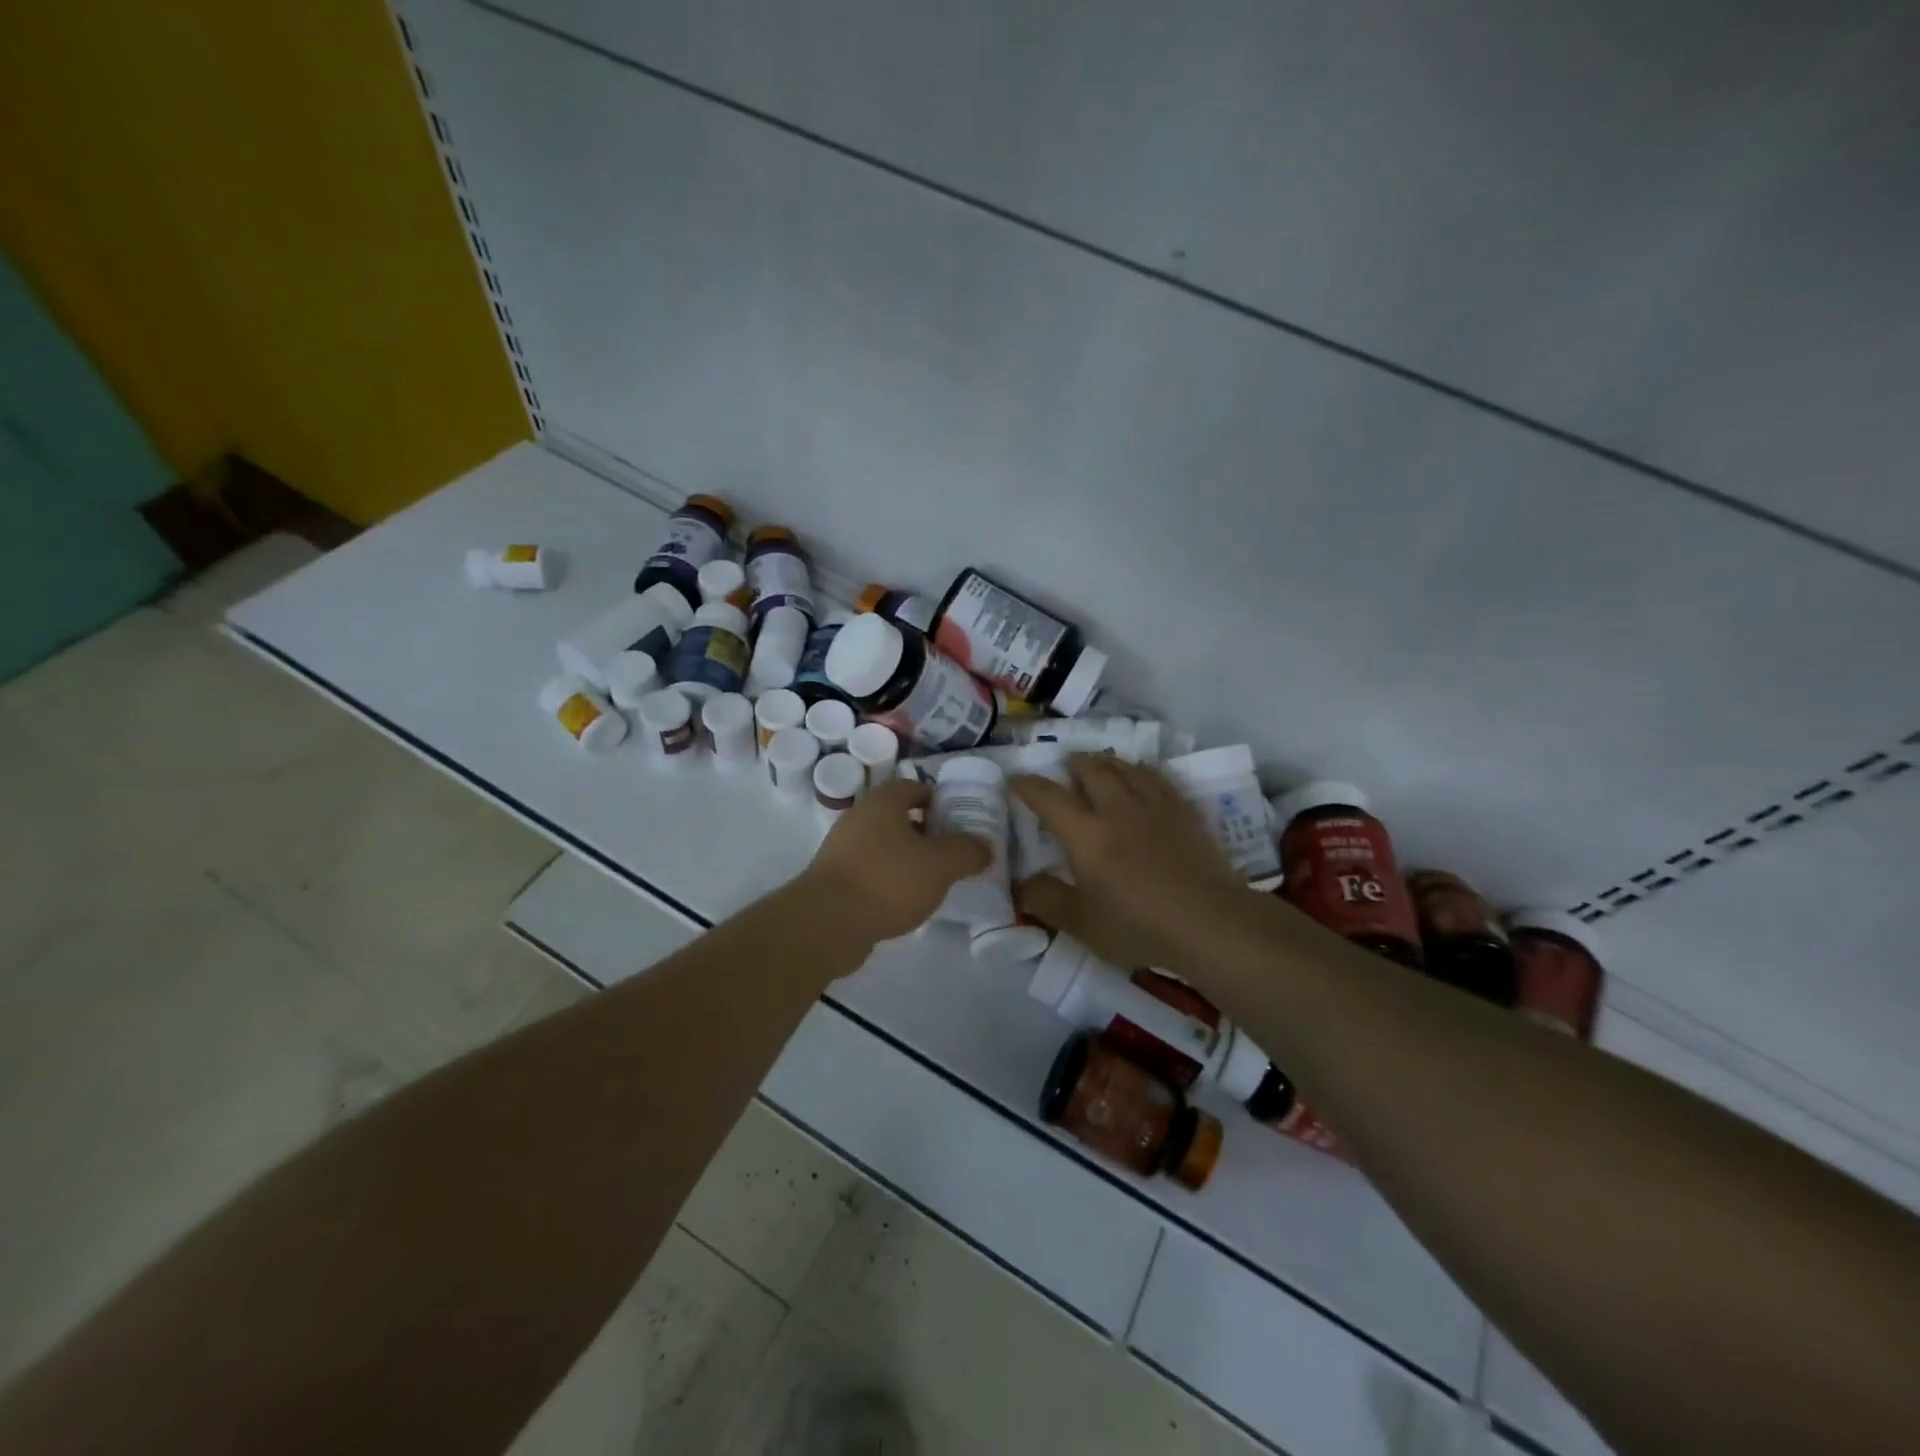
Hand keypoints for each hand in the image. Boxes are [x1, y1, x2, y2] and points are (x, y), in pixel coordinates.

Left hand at [800, 778, 991, 944]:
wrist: (828, 922)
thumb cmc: (889, 880)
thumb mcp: (941, 864)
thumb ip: (967, 851)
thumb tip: (983, 846)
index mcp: (883, 803)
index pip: (911, 786)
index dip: (935, 797)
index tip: (957, 816)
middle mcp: (858, 819)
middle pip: (896, 817)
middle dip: (924, 831)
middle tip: (950, 850)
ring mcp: (841, 851)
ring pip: (882, 846)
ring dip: (905, 858)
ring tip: (932, 880)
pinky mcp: (832, 881)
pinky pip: (868, 872)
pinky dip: (887, 881)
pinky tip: (904, 902)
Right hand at [1011, 754, 1247, 972]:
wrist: (1209, 922)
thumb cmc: (1139, 925)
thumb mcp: (1081, 924)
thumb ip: (1047, 901)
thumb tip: (1021, 885)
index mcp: (1085, 833)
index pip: (1048, 797)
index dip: (1028, 785)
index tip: (1016, 780)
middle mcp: (1116, 808)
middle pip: (1090, 770)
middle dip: (1072, 763)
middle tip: (1064, 765)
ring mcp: (1153, 805)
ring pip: (1125, 768)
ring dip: (1105, 761)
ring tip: (1098, 763)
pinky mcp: (1183, 811)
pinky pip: (1157, 777)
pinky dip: (1141, 770)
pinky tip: (1142, 775)